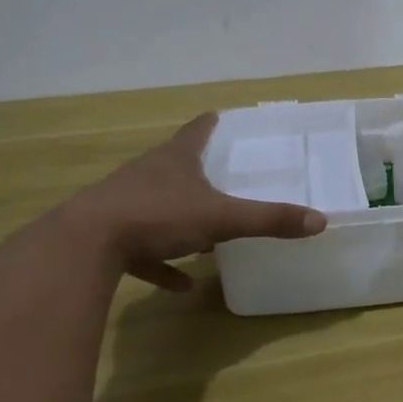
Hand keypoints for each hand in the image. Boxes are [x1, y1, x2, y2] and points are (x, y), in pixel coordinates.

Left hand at [60, 114, 324, 289]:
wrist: (82, 246)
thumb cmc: (156, 216)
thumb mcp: (220, 218)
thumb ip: (268, 219)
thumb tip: (319, 220)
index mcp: (175, 160)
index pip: (198, 131)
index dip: (212, 124)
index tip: (221, 117)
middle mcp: (149, 174)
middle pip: (175, 164)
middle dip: (197, 169)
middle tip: (221, 176)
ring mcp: (125, 204)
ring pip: (158, 205)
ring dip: (180, 217)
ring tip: (206, 235)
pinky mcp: (110, 238)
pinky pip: (144, 250)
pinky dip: (162, 263)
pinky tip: (180, 284)